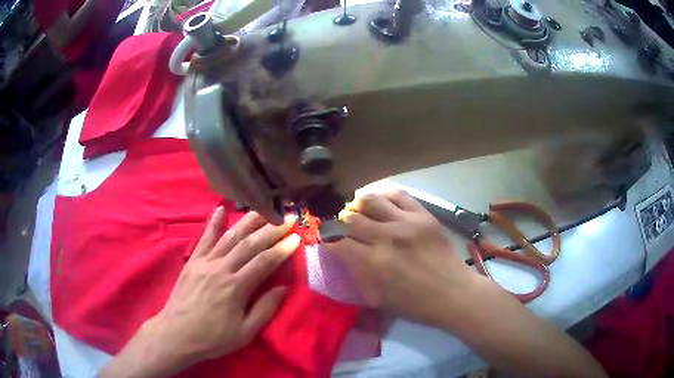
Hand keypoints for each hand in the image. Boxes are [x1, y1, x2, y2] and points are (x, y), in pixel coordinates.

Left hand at [149, 208, 299, 368]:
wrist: (177, 334)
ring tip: (263, 210)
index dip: (282, 249)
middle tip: (286, 218)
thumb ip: (265, 309)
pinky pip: (204, 238)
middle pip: (249, 244)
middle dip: (270, 230)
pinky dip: (213, 223)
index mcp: (236, 287)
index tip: (296, 237)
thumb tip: (284, 288)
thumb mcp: (245, 333)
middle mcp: (222, 268)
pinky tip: (220, 209)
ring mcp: (205, 262)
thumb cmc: (213, 337)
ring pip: (230, 236)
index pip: (264, 262)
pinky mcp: (193, 261)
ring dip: (248, 222)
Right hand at [325, 190, 477, 326]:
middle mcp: (386, 237)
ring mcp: (407, 222)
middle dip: (341, 223)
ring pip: (370, 200)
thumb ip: (357, 275)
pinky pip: (398, 194)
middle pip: (350, 218)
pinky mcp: (423, 215)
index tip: (328, 240)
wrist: (453, 294)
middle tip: (344, 228)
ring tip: (360, 213)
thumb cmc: (415, 305)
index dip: (327, 239)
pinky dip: (383, 196)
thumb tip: (342, 255)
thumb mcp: (378, 299)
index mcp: (372, 263)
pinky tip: (381, 204)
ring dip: (359, 206)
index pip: (336, 240)